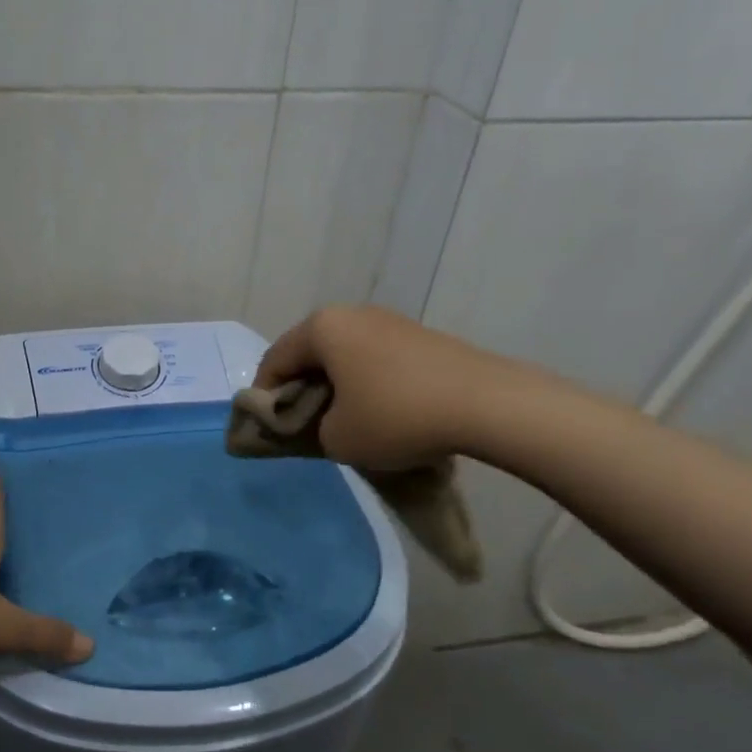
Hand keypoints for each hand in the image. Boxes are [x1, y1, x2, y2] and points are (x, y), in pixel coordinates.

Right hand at [253, 305, 529, 470]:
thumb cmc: (396, 417)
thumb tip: (321, 421)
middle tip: (302, 423)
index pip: (275, 360)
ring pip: (344, 354)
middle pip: (309, 352)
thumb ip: (311, 429)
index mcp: (322, 328)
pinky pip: (374, 357)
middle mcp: (351, 313)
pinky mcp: (419, 335)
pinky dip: (365, 380)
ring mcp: (389, 320)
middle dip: (300, 388)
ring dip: (335, 384)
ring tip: (342, 418)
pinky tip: (379, 408)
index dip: (264, 396)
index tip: (267, 427)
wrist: (488, 404)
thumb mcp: (338, 438)